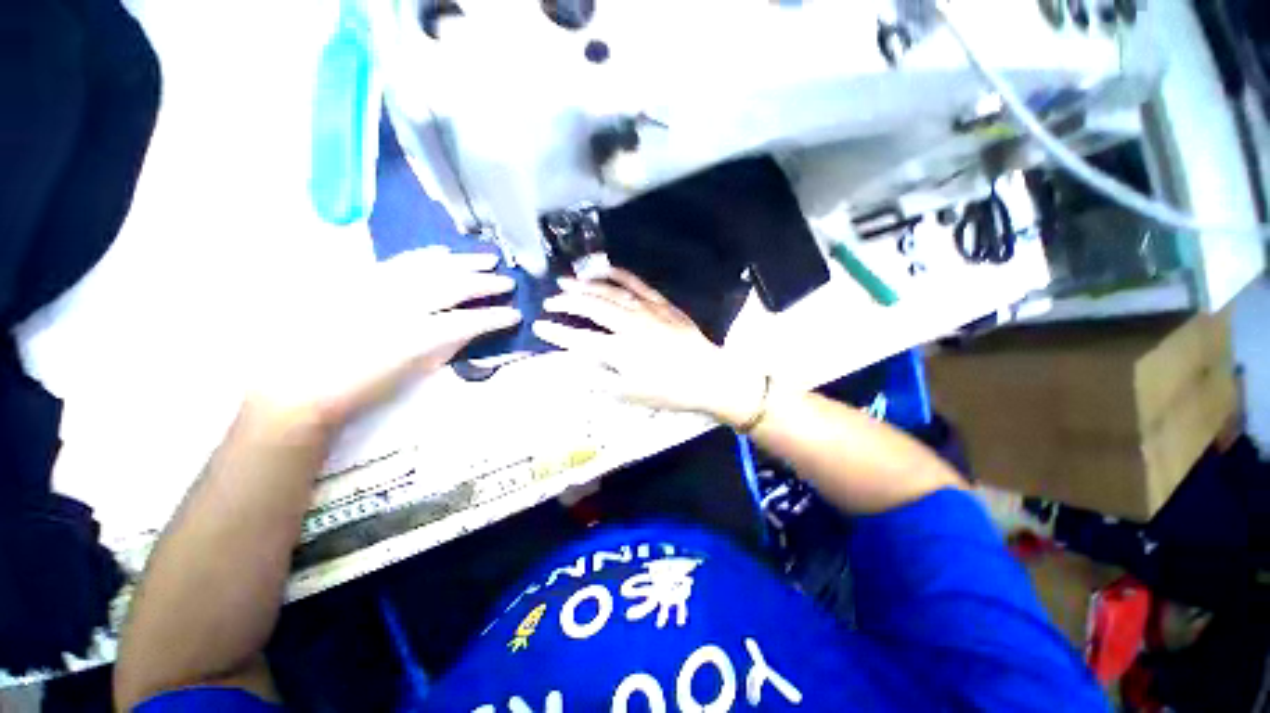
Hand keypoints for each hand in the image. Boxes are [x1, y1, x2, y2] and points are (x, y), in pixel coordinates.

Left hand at [248, 246, 519, 428]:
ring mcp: (377, 288)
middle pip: (451, 287)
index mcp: (413, 338)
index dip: (494, 317)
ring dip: (462, 262)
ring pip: (429, 267)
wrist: (302, 384)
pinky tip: (445, 253)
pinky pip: (400, 261)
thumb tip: (475, 327)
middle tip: (508, 282)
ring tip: (488, 259)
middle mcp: (397, 307)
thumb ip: (448, 345)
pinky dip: (427, 256)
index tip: (516, 315)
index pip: (466, 321)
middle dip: (485, 283)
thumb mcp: (414, 372)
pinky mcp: (361, 280)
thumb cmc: (364, 388)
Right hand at [533, 268, 764, 426]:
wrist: (708, 376)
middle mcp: (629, 325)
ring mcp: (646, 310)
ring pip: (609, 291)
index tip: (539, 326)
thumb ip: (599, 379)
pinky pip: (636, 283)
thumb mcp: (630, 394)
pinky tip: (603, 269)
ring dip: (585, 285)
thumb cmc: (668, 391)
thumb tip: (574, 365)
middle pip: (591, 307)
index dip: (556, 332)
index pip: (579, 339)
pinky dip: (617, 274)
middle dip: (566, 302)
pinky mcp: (661, 303)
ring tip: (567, 281)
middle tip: (550, 301)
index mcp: (620, 351)